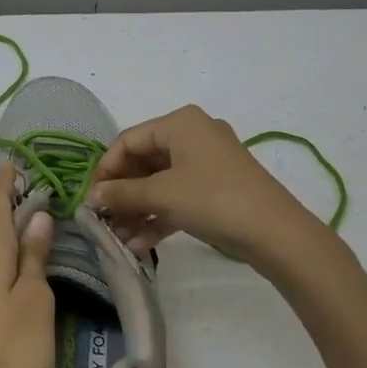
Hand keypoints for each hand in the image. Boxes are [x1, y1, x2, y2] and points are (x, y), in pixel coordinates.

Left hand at [0, 164, 55, 367]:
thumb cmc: (9, 350)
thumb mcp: (35, 300)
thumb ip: (34, 255)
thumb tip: (36, 217)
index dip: (5, 180)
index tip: (15, 162)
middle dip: (6, 208)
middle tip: (34, 198)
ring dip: (0, 237)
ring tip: (27, 233)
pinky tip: (7, 275)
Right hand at [86, 104, 325, 268]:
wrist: (276, 233)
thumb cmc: (213, 199)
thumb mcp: (162, 195)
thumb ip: (122, 193)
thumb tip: (91, 197)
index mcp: (179, 123)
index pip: (128, 140)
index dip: (106, 170)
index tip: (90, 200)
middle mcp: (193, 135)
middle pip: (143, 161)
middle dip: (122, 194)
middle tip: (103, 222)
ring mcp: (207, 162)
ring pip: (160, 182)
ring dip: (137, 210)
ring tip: (119, 239)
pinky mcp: (217, 187)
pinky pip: (178, 196)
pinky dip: (158, 216)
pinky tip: (140, 245)